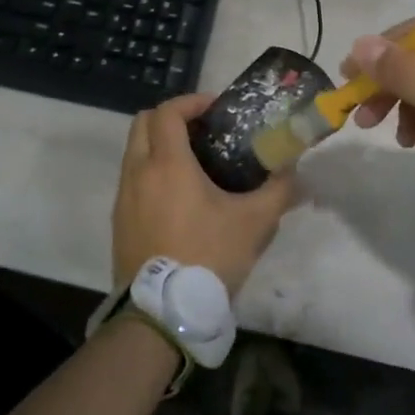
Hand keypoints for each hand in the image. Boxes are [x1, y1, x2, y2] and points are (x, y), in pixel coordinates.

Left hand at [113, 95, 296, 294]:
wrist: (162, 312)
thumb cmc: (208, 256)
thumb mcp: (254, 223)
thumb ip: (279, 191)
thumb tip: (295, 170)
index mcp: (167, 164)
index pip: (168, 112)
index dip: (192, 102)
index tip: (216, 108)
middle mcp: (138, 172)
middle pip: (143, 123)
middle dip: (172, 117)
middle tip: (203, 129)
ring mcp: (124, 198)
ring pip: (134, 152)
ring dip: (159, 145)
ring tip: (195, 163)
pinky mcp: (119, 221)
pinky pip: (132, 180)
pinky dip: (151, 172)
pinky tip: (179, 197)